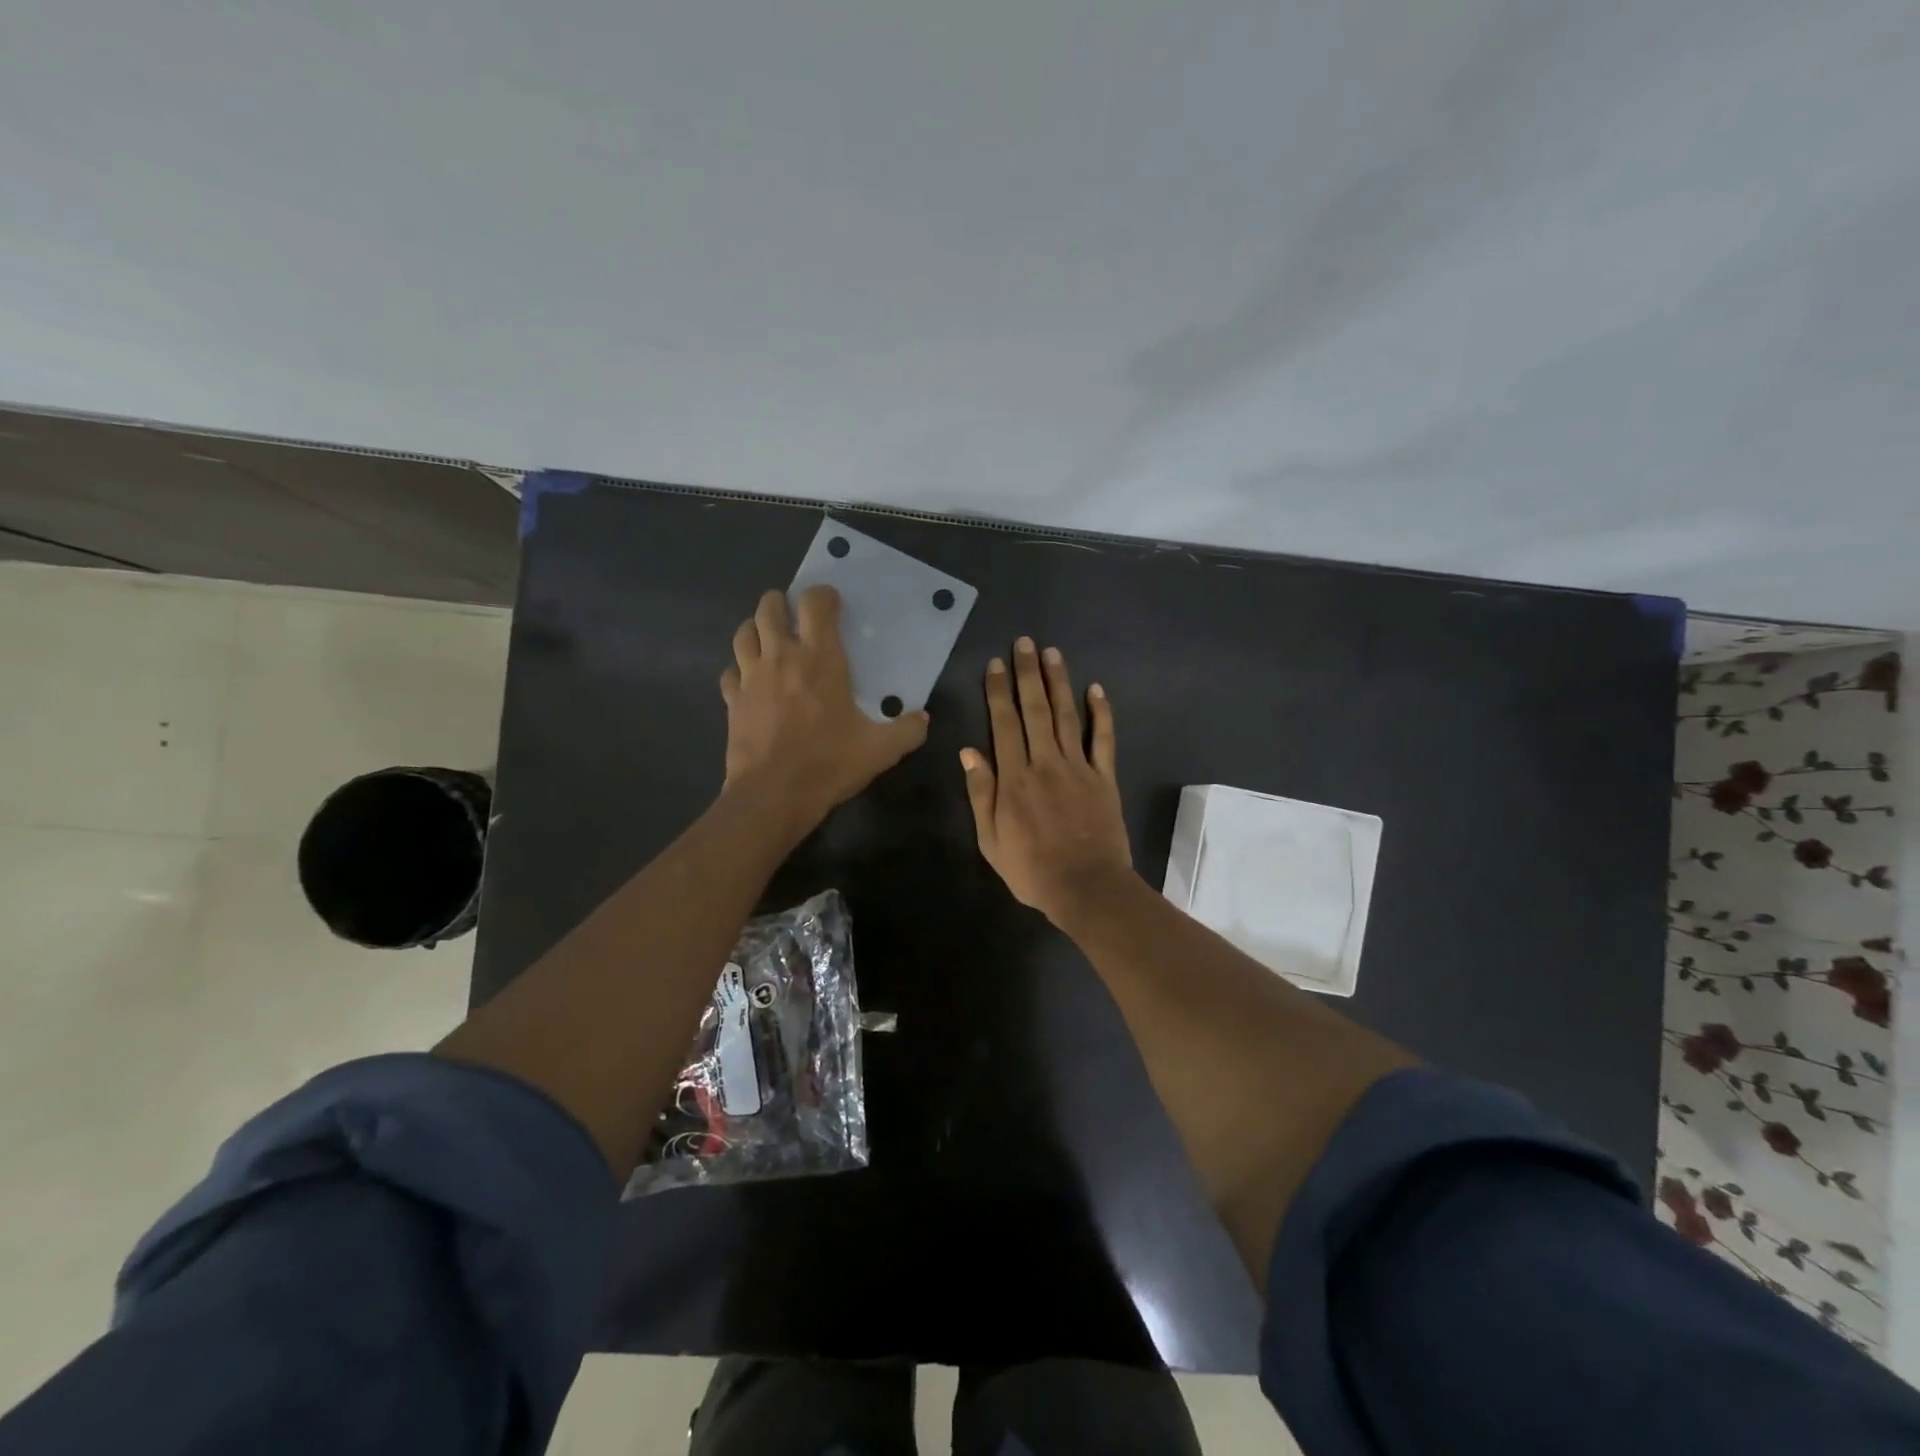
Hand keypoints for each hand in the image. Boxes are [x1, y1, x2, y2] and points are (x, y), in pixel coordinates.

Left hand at [720, 586, 928, 831]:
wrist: (773, 794)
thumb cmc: (829, 763)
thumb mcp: (881, 750)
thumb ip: (908, 730)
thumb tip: (922, 719)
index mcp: (820, 658)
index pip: (815, 604)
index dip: (823, 595)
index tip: (832, 602)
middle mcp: (781, 657)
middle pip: (769, 607)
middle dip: (781, 602)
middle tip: (794, 613)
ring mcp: (750, 677)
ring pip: (744, 633)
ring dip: (755, 627)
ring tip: (769, 637)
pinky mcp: (732, 701)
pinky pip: (730, 671)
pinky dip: (739, 668)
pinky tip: (749, 680)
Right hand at [961, 637, 1133, 923]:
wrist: (1086, 888)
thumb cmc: (1031, 869)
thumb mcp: (990, 839)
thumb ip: (981, 793)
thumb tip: (969, 751)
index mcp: (1015, 778)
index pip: (1004, 724)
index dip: (999, 691)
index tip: (996, 663)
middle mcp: (1045, 763)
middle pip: (1036, 710)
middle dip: (1028, 674)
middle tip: (1025, 643)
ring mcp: (1079, 768)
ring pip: (1067, 716)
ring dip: (1059, 682)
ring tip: (1053, 653)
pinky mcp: (1104, 778)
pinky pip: (1104, 739)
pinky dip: (1101, 713)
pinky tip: (1096, 689)